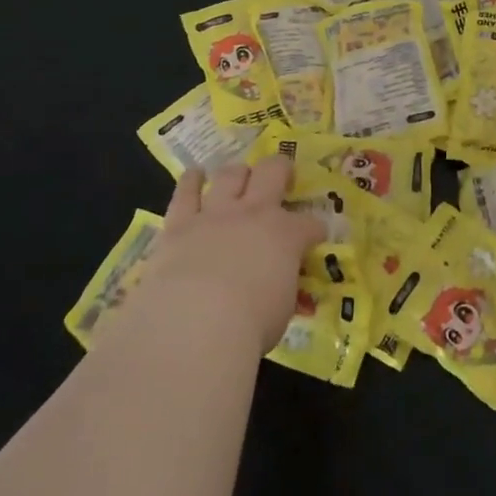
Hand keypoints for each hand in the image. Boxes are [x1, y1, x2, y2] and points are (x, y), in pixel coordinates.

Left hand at [113, 156, 323, 354]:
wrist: (193, 323)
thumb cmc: (250, 325)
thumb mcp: (283, 308)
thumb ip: (283, 286)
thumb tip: (279, 284)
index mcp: (287, 235)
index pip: (311, 224)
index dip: (315, 231)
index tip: (314, 240)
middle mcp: (254, 214)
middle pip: (273, 172)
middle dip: (281, 170)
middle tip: (282, 179)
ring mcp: (216, 214)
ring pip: (230, 175)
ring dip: (237, 174)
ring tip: (238, 177)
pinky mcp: (180, 224)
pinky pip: (185, 193)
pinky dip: (191, 181)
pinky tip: (195, 175)